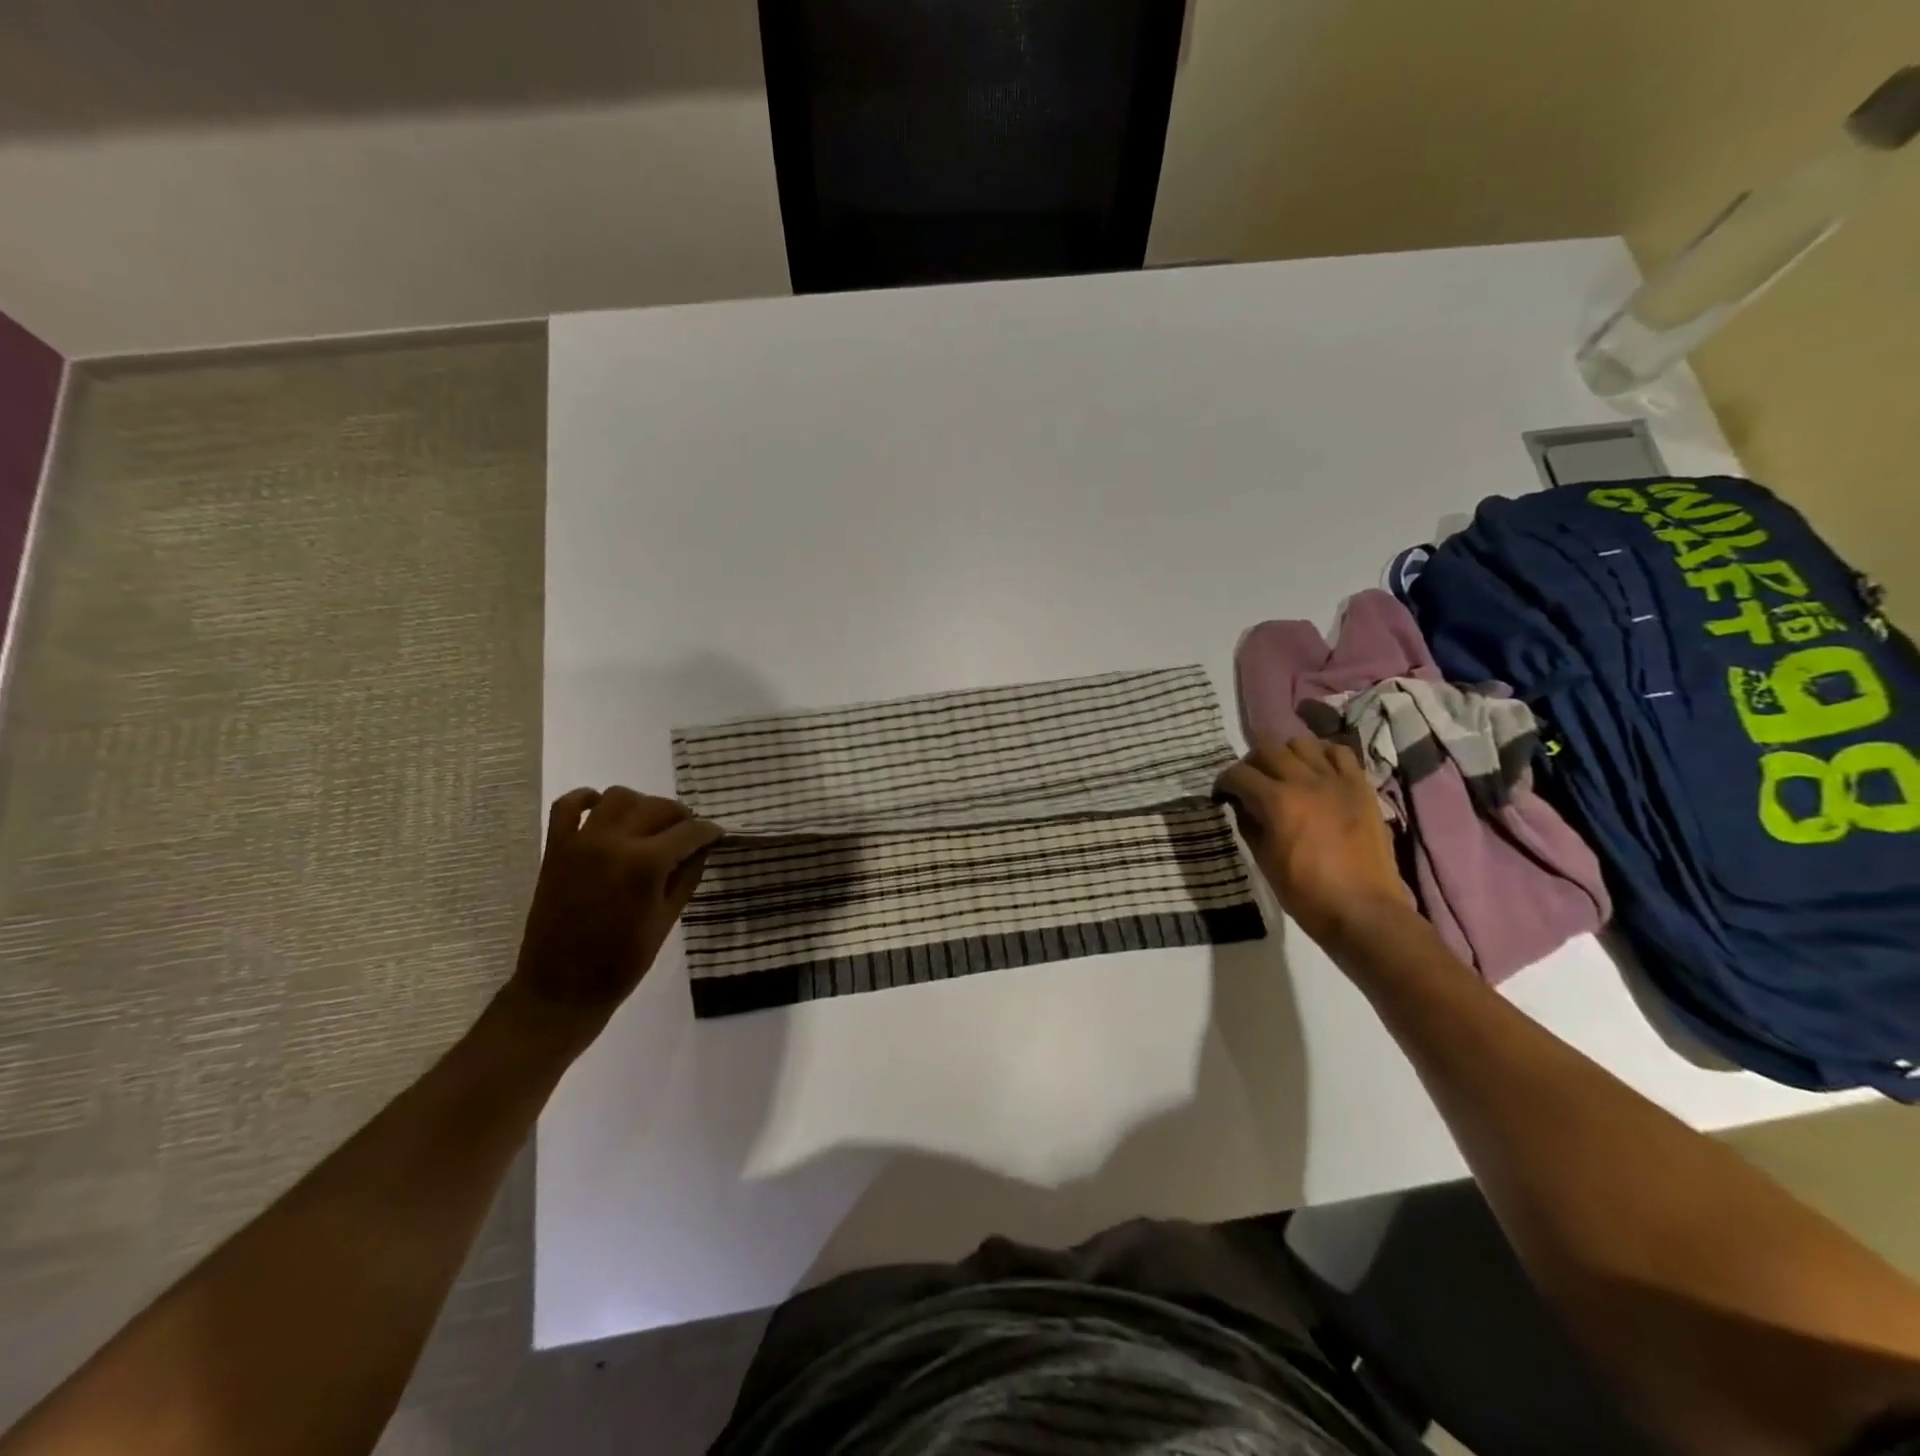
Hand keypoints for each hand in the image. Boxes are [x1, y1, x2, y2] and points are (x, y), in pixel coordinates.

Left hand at [505, 787, 721, 1045]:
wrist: (561, 990)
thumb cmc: (622, 962)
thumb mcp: (667, 919)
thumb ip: (686, 876)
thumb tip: (701, 847)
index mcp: (645, 865)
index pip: (689, 831)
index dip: (709, 831)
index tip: (717, 835)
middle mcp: (613, 843)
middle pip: (657, 806)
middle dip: (681, 816)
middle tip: (689, 833)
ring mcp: (581, 842)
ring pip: (618, 796)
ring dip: (641, 804)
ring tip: (650, 824)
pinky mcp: (556, 849)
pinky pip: (567, 806)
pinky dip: (586, 799)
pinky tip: (603, 810)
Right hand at [1214, 737, 1413, 948]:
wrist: (1362, 910)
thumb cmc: (1306, 893)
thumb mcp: (1264, 860)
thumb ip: (1250, 825)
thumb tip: (1242, 806)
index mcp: (1277, 801)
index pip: (1239, 774)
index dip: (1224, 781)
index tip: (1222, 794)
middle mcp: (1306, 781)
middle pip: (1269, 749)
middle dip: (1251, 762)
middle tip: (1249, 781)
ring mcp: (1338, 781)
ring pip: (1303, 743)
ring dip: (1286, 754)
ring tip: (1285, 772)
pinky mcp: (1362, 787)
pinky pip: (1341, 753)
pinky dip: (1323, 755)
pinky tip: (1317, 771)